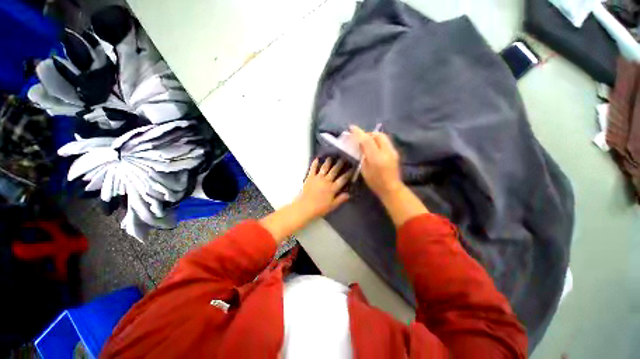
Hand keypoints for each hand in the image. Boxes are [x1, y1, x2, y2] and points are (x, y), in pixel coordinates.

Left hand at [294, 157, 351, 219]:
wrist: (305, 207)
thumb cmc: (319, 208)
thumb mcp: (332, 206)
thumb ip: (341, 199)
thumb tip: (349, 194)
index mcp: (333, 188)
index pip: (342, 179)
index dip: (348, 174)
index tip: (352, 169)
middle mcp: (326, 181)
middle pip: (334, 171)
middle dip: (339, 164)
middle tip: (342, 159)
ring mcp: (318, 178)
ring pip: (324, 168)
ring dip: (328, 162)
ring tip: (331, 157)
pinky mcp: (310, 177)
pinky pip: (313, 169)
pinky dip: (315, 163)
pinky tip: (316, 159)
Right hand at [350, 125, 403, 199]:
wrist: (391, 188)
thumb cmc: (375, 181)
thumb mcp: (364, 169)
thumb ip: (363, 155)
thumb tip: (361, 145)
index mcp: (376, 157)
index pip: (367, 140)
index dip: (358, 133)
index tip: (351, 127)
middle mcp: (386, 151)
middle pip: (377, 135)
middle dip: (368, 133)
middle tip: (361, 138)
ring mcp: (392, 151)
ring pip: (383, 137)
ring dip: (374, 136)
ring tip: (367, 142)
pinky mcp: (395, 152)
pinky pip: (386, 142)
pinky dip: (378, 141)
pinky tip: (374, 147)